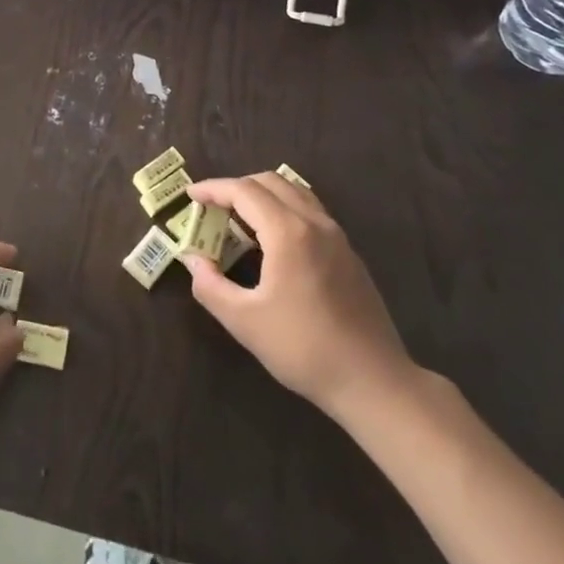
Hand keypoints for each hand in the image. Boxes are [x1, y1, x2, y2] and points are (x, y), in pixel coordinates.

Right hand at [182, 173, 417, 424]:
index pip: (244, 191)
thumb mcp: (244, 321)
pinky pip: (310, 212)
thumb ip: (209, 285)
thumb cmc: (303, 349)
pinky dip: (283, 209)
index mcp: (288, 232)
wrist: (373, 381)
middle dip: (236, 187)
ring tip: (239, 220)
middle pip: (270, 182)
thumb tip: (191, 260)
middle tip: (212, 208)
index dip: (213, 188)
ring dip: (262, 195)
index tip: (190, 195)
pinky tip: (272, 241)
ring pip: (294, 193)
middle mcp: (315, 223)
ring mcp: (337, 236)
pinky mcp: (348, 254)